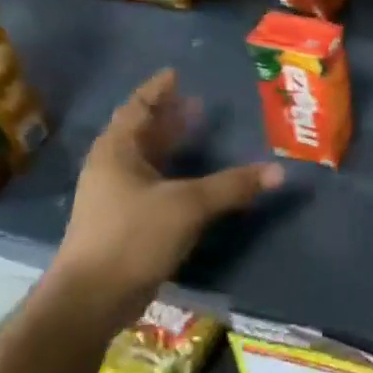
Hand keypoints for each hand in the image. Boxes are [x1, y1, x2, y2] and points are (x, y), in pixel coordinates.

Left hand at [55, 69, 282, 311]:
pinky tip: (198, 180)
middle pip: (141, 133)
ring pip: (148, 161)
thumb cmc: (133, 236)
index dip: (156, 91)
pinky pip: (155, 186)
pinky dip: (176, 174)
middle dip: (169, 117)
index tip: (175, 73)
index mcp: (116, 153)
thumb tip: (280, 171)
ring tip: (200, 133)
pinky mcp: (126, 224)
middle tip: (198, 103)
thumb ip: (234, 185)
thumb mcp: (188, 205)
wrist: (93, 298)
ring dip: (172, 146)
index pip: (137, 109)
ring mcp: (116, 199)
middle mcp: (112, 170)